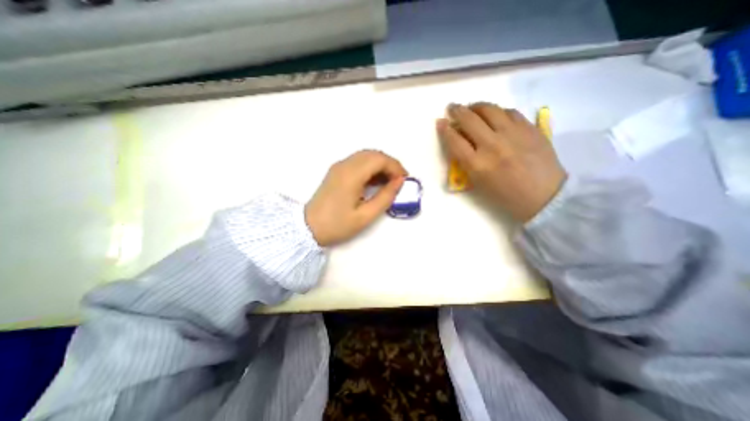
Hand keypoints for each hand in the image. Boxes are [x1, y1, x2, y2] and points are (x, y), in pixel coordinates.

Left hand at [306, 150, 408, 245]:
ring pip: (366, 156)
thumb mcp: (365, 216)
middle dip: (390, 164)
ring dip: (381, 165)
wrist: (308, 228)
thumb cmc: (337, 225)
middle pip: (373, 154)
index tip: (405, 180)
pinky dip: (371, 167)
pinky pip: (358, 162)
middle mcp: (344, 165)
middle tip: (399, 180)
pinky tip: (375, 181)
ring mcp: (339, 167)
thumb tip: (399, 182)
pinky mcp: (336, 171)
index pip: (379, 159)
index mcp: (351, 175)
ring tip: (390, 182)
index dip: (395, 167)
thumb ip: (385, 197)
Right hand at [437, 101, 564, 222]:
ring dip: (476, 106)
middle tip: (452, 108)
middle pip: (469, 120)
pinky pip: (510, 112)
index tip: (440, 122)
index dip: (444, 129)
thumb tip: (459, 142)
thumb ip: (466, 163)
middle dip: (457, 110)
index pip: (454, 140)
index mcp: (477, 164)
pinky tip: (495, 115)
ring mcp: (512, 134)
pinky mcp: (529, 129)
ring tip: (472, 108)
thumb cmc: (505, 195)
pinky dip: (498, 111)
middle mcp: (492, 145)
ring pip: (490, 109)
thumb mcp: (478, 183)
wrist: (544, 195)